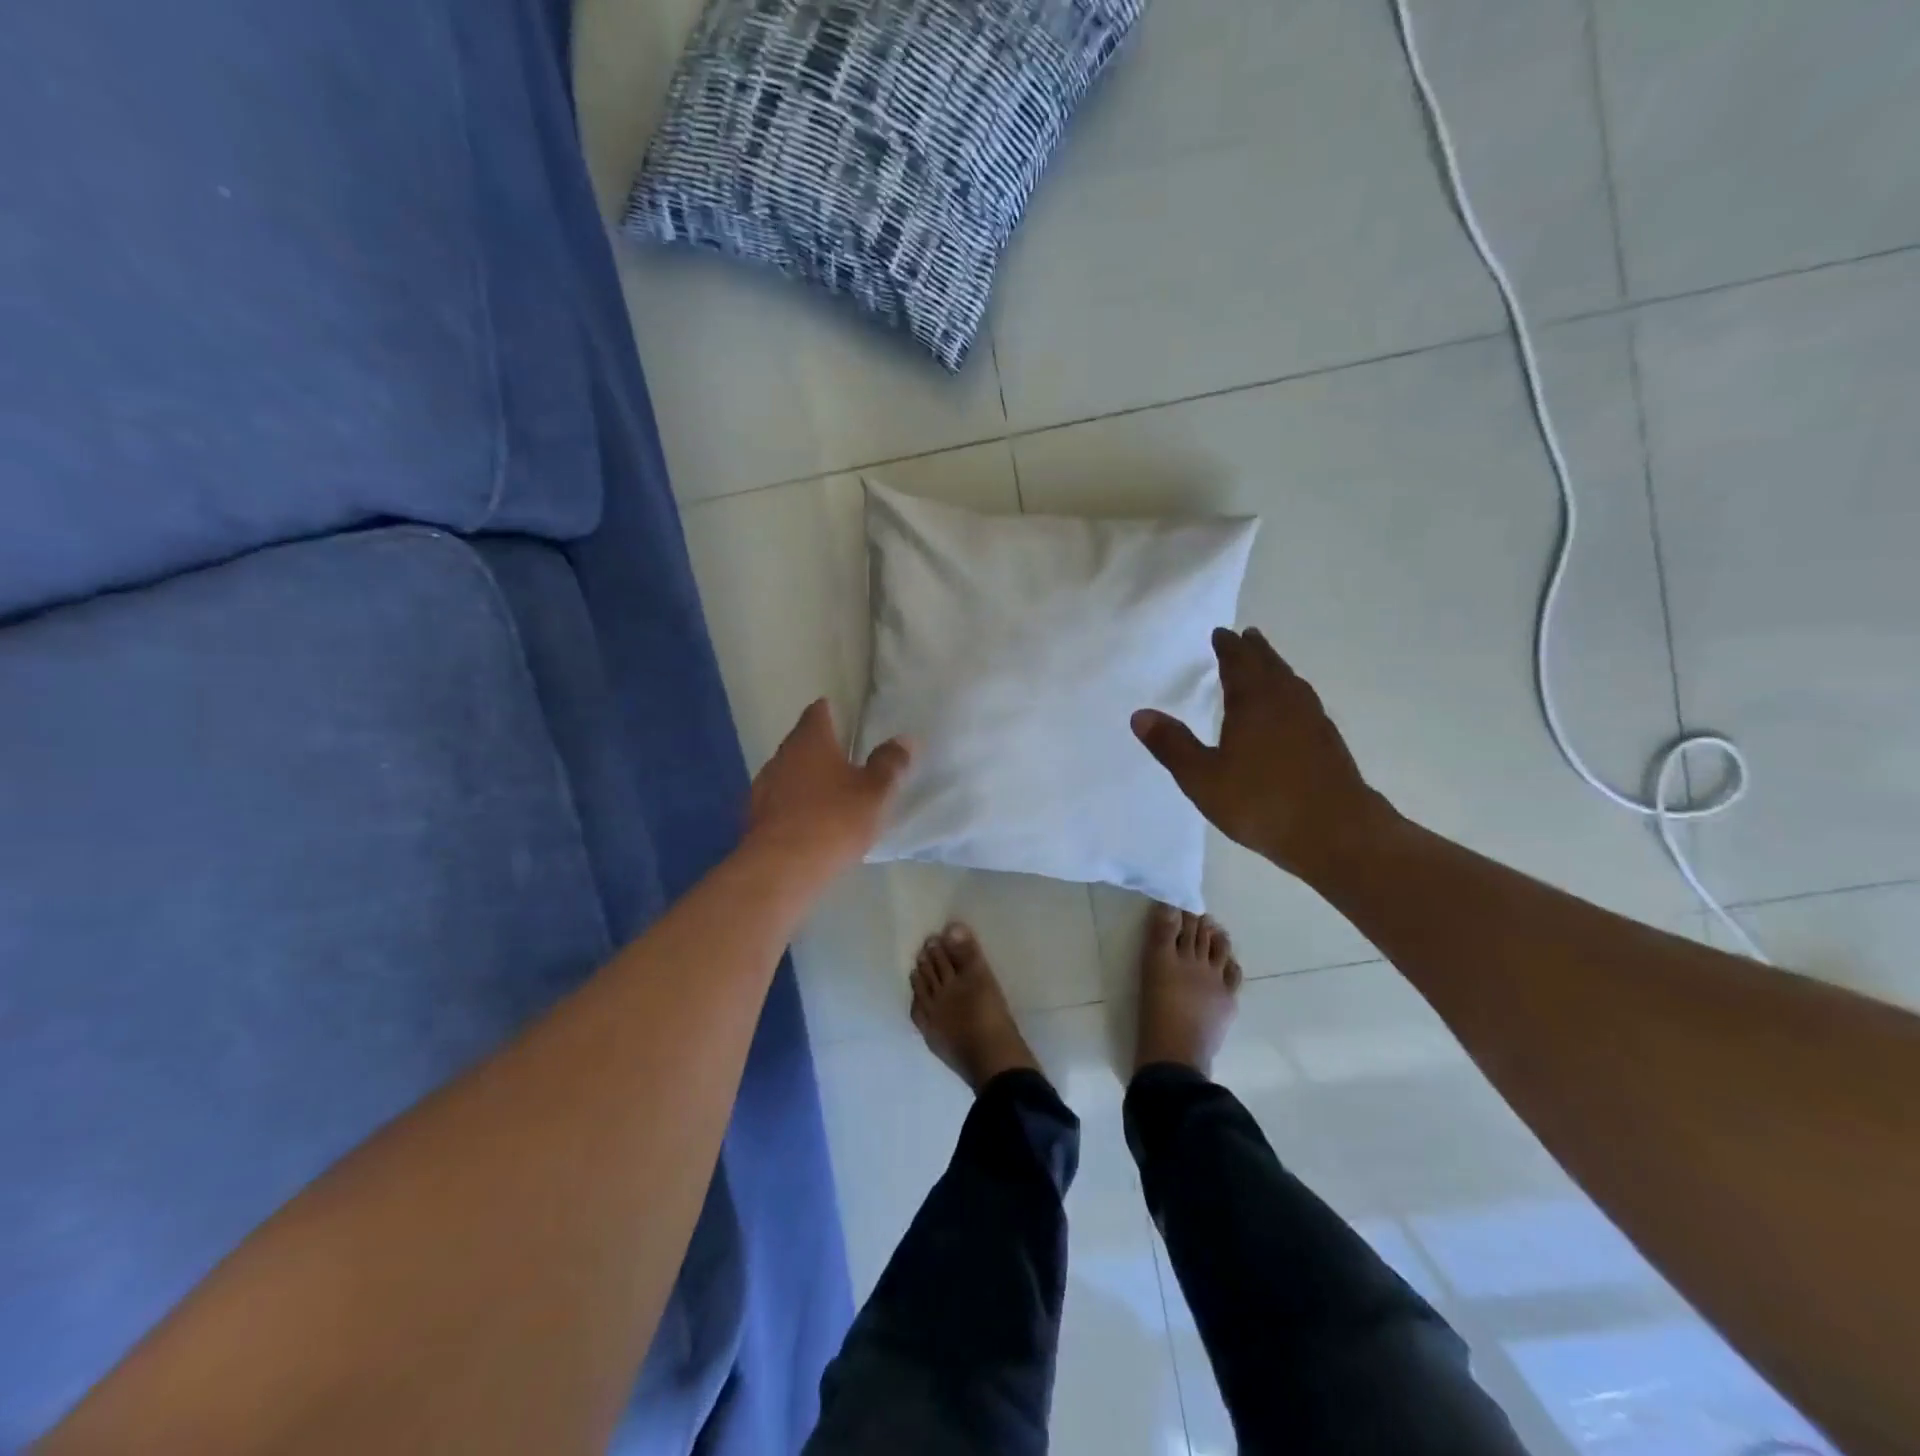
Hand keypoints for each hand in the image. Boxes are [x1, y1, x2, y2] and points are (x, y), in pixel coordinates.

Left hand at [747, 699, 911, 880]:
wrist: (782, 869)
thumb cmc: (833, 820)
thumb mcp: (875, 792)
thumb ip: (890, 764)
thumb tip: (903, 740)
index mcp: (809, 740)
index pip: (818, 711)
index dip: (833, 712)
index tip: (848, 721)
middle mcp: (782, 755)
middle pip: (802, 741)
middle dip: (822, 748)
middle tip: (848, 760)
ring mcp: (763, 786)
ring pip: (789, 772)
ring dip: (807, 778)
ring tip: (831, 794)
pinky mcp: (755, 817)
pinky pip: (780, 801)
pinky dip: (795, 805)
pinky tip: (811, 822)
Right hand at [1132, 627, 1396, 883]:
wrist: (1337, 834)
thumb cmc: (1262, 802)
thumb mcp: (1202, 778)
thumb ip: (1172, 745)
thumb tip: (1140, 714)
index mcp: (1254, 701)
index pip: (1239, 662)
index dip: (1228, 646)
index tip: (1221, 633)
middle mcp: (1287, 701)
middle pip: (1270, 665)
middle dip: (1255, 650)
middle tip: (1245, 636)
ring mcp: (1313, 721)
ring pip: (1291, 682)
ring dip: (1276, 668)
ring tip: (1266, 665)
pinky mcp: (1328, 742)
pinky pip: (1304, 702)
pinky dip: (1290, 693)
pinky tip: (1290, 711)